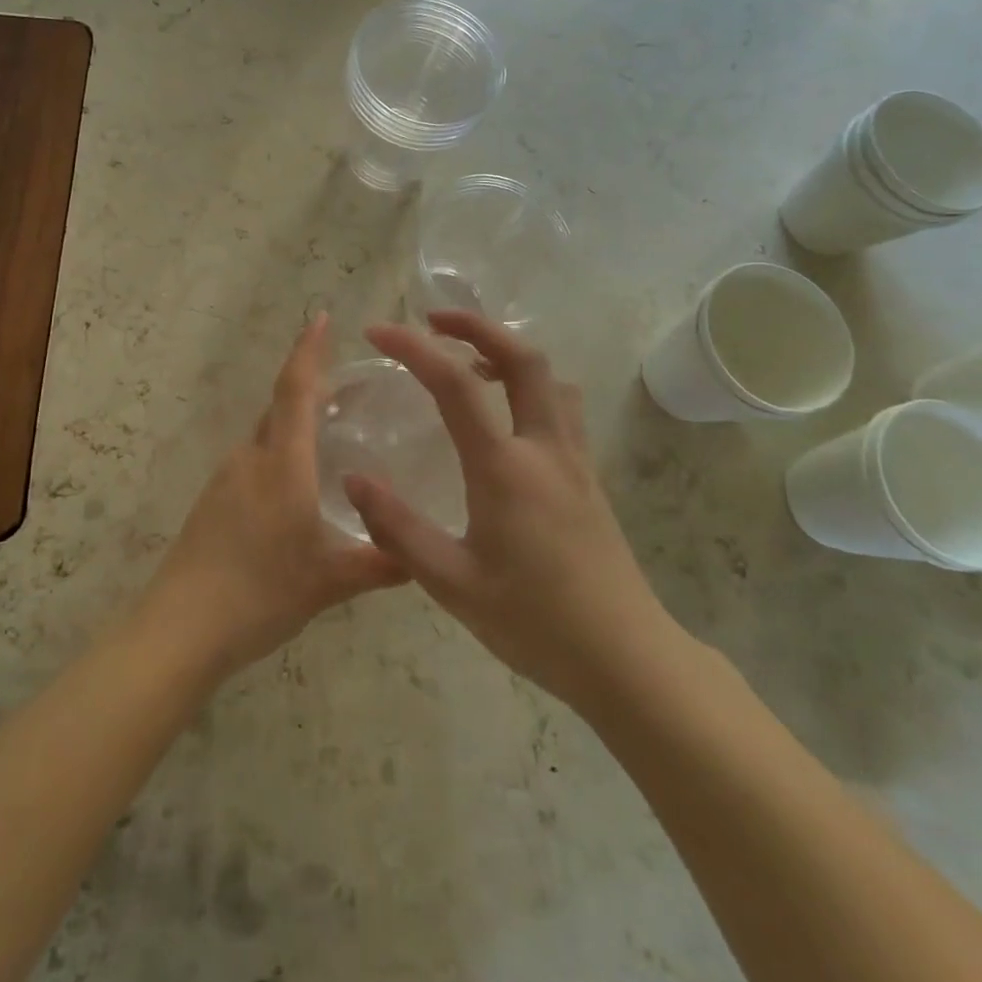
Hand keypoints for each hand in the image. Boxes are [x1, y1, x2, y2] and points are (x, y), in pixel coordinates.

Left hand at [143, 313, 405, 677]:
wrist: (180, 628)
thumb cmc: (260, 592)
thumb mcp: (329, 581)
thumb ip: (378, 564)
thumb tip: (419, 559)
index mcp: (281, 463)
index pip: (295, 390)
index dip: (309, 351)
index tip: (321, 317)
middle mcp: (250, 459)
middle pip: (280, 408)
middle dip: (311, 389)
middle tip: (350, 391)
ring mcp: (225, 480)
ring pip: (265, 437)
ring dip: (294, 425)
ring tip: (329, 437)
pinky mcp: (212, 502)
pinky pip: (251, 462)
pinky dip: (277, 455)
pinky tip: (295, 488)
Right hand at [345, 311, 681, 710]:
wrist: (626, 658)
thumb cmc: (535, 622)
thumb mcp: (452, 583)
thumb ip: (397, 529)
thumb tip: (354, 479)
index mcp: (505, 467)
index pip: (455, 384)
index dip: (413, 349)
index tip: (378, 332)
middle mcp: (545, 448)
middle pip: (523, 357)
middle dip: (477, 326)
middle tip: (434, 322)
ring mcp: (575, 460)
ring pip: (550, 378)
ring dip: (508, 354)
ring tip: (470, 364)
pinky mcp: (589, 477)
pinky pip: (562, 407)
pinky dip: (530, 386)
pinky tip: (506, 418)